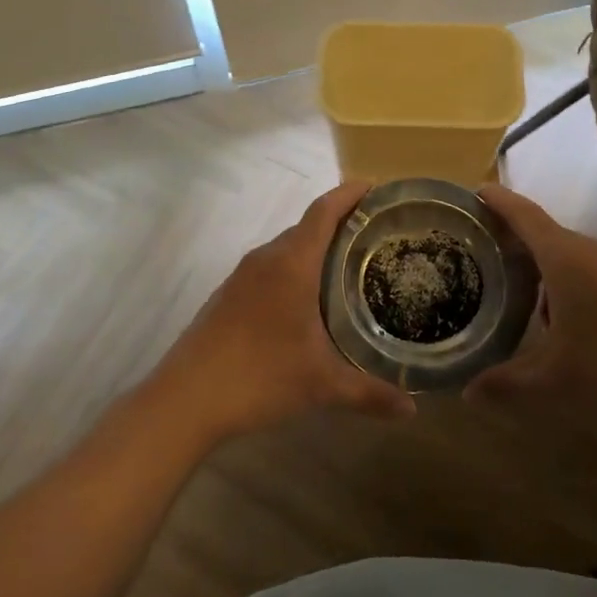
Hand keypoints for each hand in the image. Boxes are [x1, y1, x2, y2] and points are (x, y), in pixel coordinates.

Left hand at [148, 183, 417, 442]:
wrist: (185, 398)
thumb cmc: (259, 376)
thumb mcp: (322, 385)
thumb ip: (369, 393)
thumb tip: (412, 410)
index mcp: (292, 263)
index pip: (324, 211)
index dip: (349, 194)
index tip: (375, 186)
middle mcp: (266, 259)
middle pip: (306, 226)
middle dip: (339, 224)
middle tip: (374, 236)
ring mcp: (242, 276)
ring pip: (286, 248)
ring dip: (314, 248)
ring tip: (347, 266)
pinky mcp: (228, 294)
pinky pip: (269, 268)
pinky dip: (293, 269)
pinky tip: (305, 300)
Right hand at [465, 186, 596, 414]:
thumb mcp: (552, 383)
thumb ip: (504, 384)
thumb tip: (465, 391)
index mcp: (565, 258)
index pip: (524, 214)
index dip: (497, 200)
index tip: (471, 190)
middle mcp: (590, 253)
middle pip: (541, 230)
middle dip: (507, 233)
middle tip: (471, 242)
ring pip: (563, 253)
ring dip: (533, 260)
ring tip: (501, 277)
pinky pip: (582, 270)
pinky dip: (555, 279)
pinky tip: (545, 313)